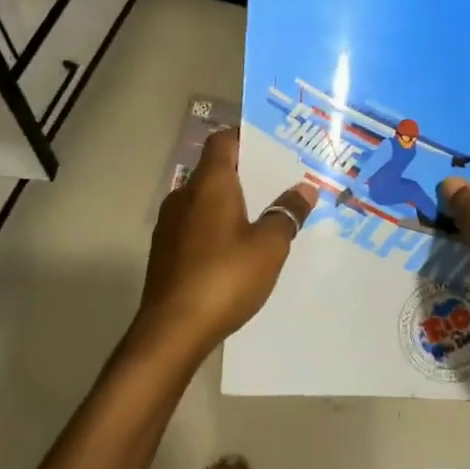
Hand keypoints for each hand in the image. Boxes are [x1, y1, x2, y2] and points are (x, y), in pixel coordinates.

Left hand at [135, 127, 318, 354]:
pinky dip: (216, 226)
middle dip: (246, 173)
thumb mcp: (269, 246)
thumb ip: (287, 213)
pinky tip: (236, 249)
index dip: (246, 138)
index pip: (223, 141)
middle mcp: (184, 195)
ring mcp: (170, 224)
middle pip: (215, 169)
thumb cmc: (225, 277)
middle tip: (279, 182)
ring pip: (204, 199)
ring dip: (230, 202)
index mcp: (209, 184)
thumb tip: (304, 188)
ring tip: (262, 216)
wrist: (172, 330)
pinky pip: (195, 224)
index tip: (273, 145)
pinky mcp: (165, 251)